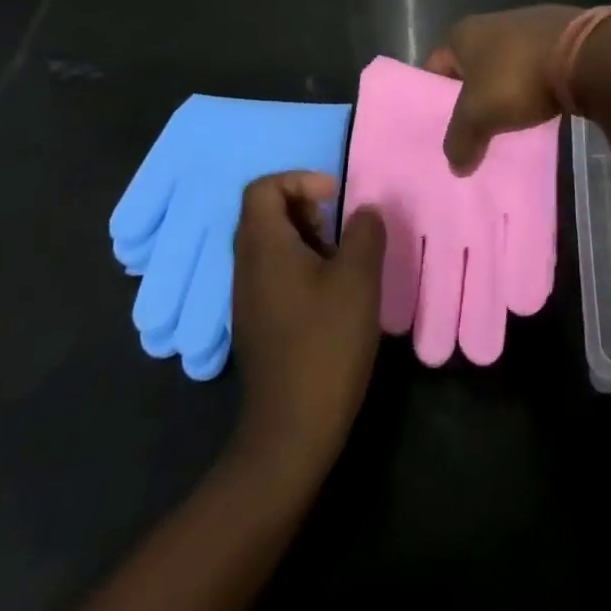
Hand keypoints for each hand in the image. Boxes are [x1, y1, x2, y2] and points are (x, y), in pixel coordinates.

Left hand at [230, 172, 385, 478]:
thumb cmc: (325, 344)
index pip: (263, 187)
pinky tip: (332, 294)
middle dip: (306, 208)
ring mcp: (247, 296)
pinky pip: (273, 273)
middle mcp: (246, 265)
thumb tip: (364, 212)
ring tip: (342, 261)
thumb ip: (364, 233)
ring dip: (306, 239)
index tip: (334, 198)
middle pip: (264, 213)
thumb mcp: (358, 280)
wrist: (292, 430)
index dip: (299, 179)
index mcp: (264, 246)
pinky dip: (301, 266)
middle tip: (340, 229)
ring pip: (270, 244)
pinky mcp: (257, 322)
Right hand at [425, 4, 583, 170]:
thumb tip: (455, 164)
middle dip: (471, 96)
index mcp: (464, 33)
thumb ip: (460, 139)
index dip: (433, 96)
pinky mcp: (560, 35)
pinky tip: (539, 106)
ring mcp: (528, 26)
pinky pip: (535, 66)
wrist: (585, 54)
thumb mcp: (479, 115)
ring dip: (504, 90)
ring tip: (507, 122)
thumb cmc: (518, 78)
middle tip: (472, 129)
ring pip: (505, 65)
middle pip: (471, 66)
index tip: (439, 125)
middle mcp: (492, 22)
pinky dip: (533, 85)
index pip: (435, 66)